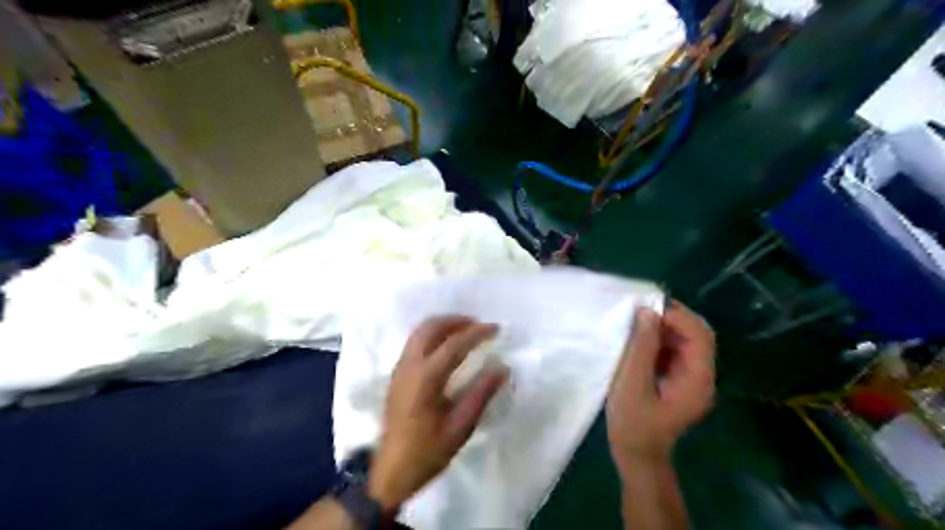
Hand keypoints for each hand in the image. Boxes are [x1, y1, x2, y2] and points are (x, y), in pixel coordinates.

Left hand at [367, 314, 508, 509]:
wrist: (391, 471)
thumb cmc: (428, 451)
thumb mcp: (460, 426)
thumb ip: (481, 394)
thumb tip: (502, 368)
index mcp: (426, 378)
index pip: (454, 344)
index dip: (477, 333)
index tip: (496, 328)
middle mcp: (409, 366)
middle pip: (430, 328)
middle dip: (455, 320)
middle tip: (478, 324)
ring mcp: (399, 369)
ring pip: (419, 332)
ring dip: (443, 325)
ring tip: (465, 331)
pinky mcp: (396, 375)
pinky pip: (414, 342)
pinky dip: (432, 335)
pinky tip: (446, 346)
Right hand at [609, 302, 712, 468]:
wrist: (636, 454)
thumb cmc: (633, 422)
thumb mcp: (632, 383)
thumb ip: (641, 347)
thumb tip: (648, 312)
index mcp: (698, 379)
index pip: (700, 336)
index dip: (678, 315)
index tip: (647, 306)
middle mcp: (702, 376)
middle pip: (696, 335)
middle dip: (671, 318)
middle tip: (641, 310)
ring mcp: (692, 378)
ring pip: (685, 341)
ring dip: (664, 327)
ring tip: (637, 321)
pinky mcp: (679, 380)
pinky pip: (674, 350)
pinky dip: (659, 339)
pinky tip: (639, 338)